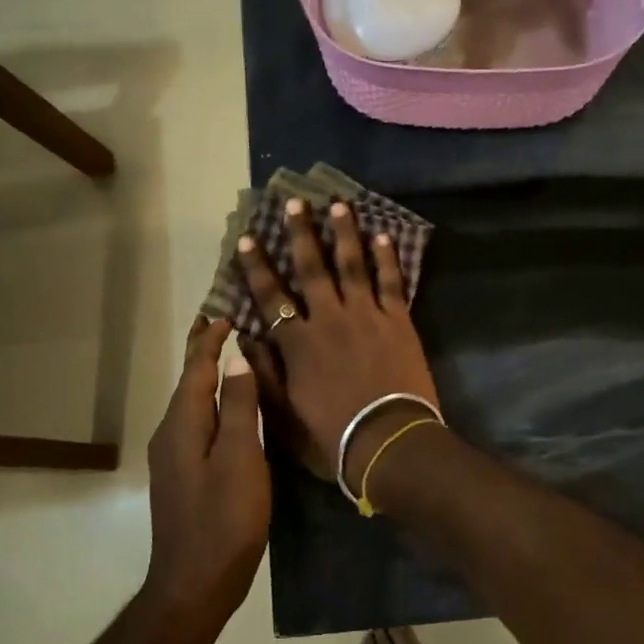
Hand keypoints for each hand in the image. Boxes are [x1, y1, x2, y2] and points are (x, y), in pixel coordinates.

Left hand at [141, 318, 268, 625]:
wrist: (192, 586)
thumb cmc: (224, 520)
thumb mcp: (241, 458)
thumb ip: (240, 407)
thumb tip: (236, 358)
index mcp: (183, 423)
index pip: (196, 367)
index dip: (210, 339)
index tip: (226, 313)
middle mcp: (171, 433)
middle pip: (188, 381)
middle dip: (203, 351)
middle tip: (221, 322)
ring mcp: (173, 456)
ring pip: (192, 402)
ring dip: (208, 376)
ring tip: (231, 356)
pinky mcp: (182, 475)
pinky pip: (196, 422)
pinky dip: (211, 402)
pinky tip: (229, 408)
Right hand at [235, 200, 439, 487]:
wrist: (388, 441)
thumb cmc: (332, 436)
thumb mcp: (283, 415)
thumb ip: (263, 374)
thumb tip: (245, 338)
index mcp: (298, 342)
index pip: (270, 297)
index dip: (257, 267)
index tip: (248, 239)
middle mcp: (328, 318)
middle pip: (311, 268)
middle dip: (301, 233)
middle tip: (295, 203)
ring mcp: (366, 315)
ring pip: (352, 264)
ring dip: (344, 233)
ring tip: (339, 205)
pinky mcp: (398, 320)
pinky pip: (391, 282)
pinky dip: (387, 258)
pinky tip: (383, 235)